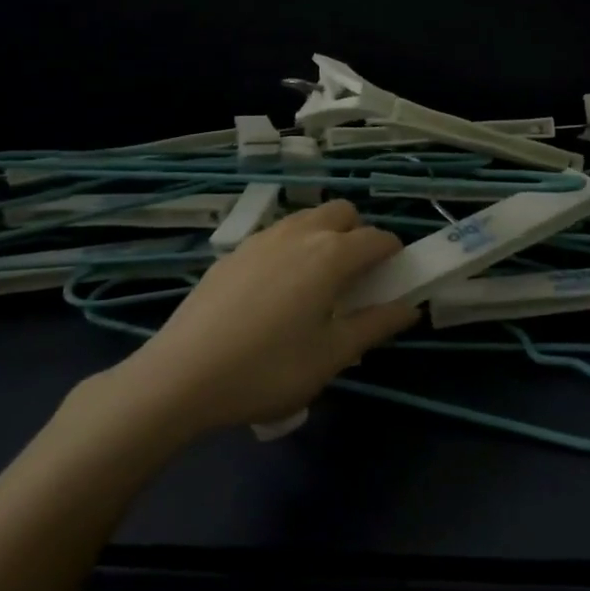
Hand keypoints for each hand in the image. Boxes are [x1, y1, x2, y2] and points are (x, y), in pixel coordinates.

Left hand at [106, 200, 418, 435]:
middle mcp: (299, 233)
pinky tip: (273, 293)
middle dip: (358, 235)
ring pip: (306, 219)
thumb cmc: (268, 369)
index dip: (394, 256)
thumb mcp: (332, 356)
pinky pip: (275, 236)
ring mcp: (260, 239)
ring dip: (323, 237)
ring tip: (314, 285)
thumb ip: (376, 325)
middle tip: (353, 279)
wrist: (179, 378)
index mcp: (331, 254)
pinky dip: (290, 249)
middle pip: (342, 212)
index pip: (378, 238)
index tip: (393, 280)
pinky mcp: (231, 253)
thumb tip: (410, 308)